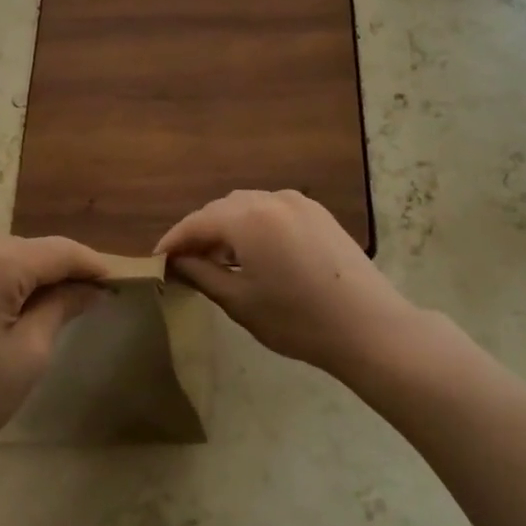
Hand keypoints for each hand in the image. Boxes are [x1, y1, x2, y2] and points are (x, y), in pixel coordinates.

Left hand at [0, 233, 110, 491]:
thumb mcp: (25, 359)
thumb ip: (60, 309)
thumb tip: (91, 288)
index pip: (58, 251)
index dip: (92, 265)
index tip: (117, 282)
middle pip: (23, 250)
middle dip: (53, 273)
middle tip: (80, 303)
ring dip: (17, 276)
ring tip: (35, 312)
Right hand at [156, 190, 422, 378]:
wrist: (369, 327)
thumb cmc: (297, 320)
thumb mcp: (239, 301)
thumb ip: (201, 274)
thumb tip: (176, 261)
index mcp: (247, 217)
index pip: (195, 223)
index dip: (172, 241)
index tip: (156, 260)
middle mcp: (271, 198)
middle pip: (220, 209)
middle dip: (199, 232)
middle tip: (185, 263)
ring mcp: (299, 203)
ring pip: (247, 206)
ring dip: (227, 227)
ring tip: (218, 260)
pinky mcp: (319, 213)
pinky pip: (272, 210)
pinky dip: (254, 225)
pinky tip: (254, 253)